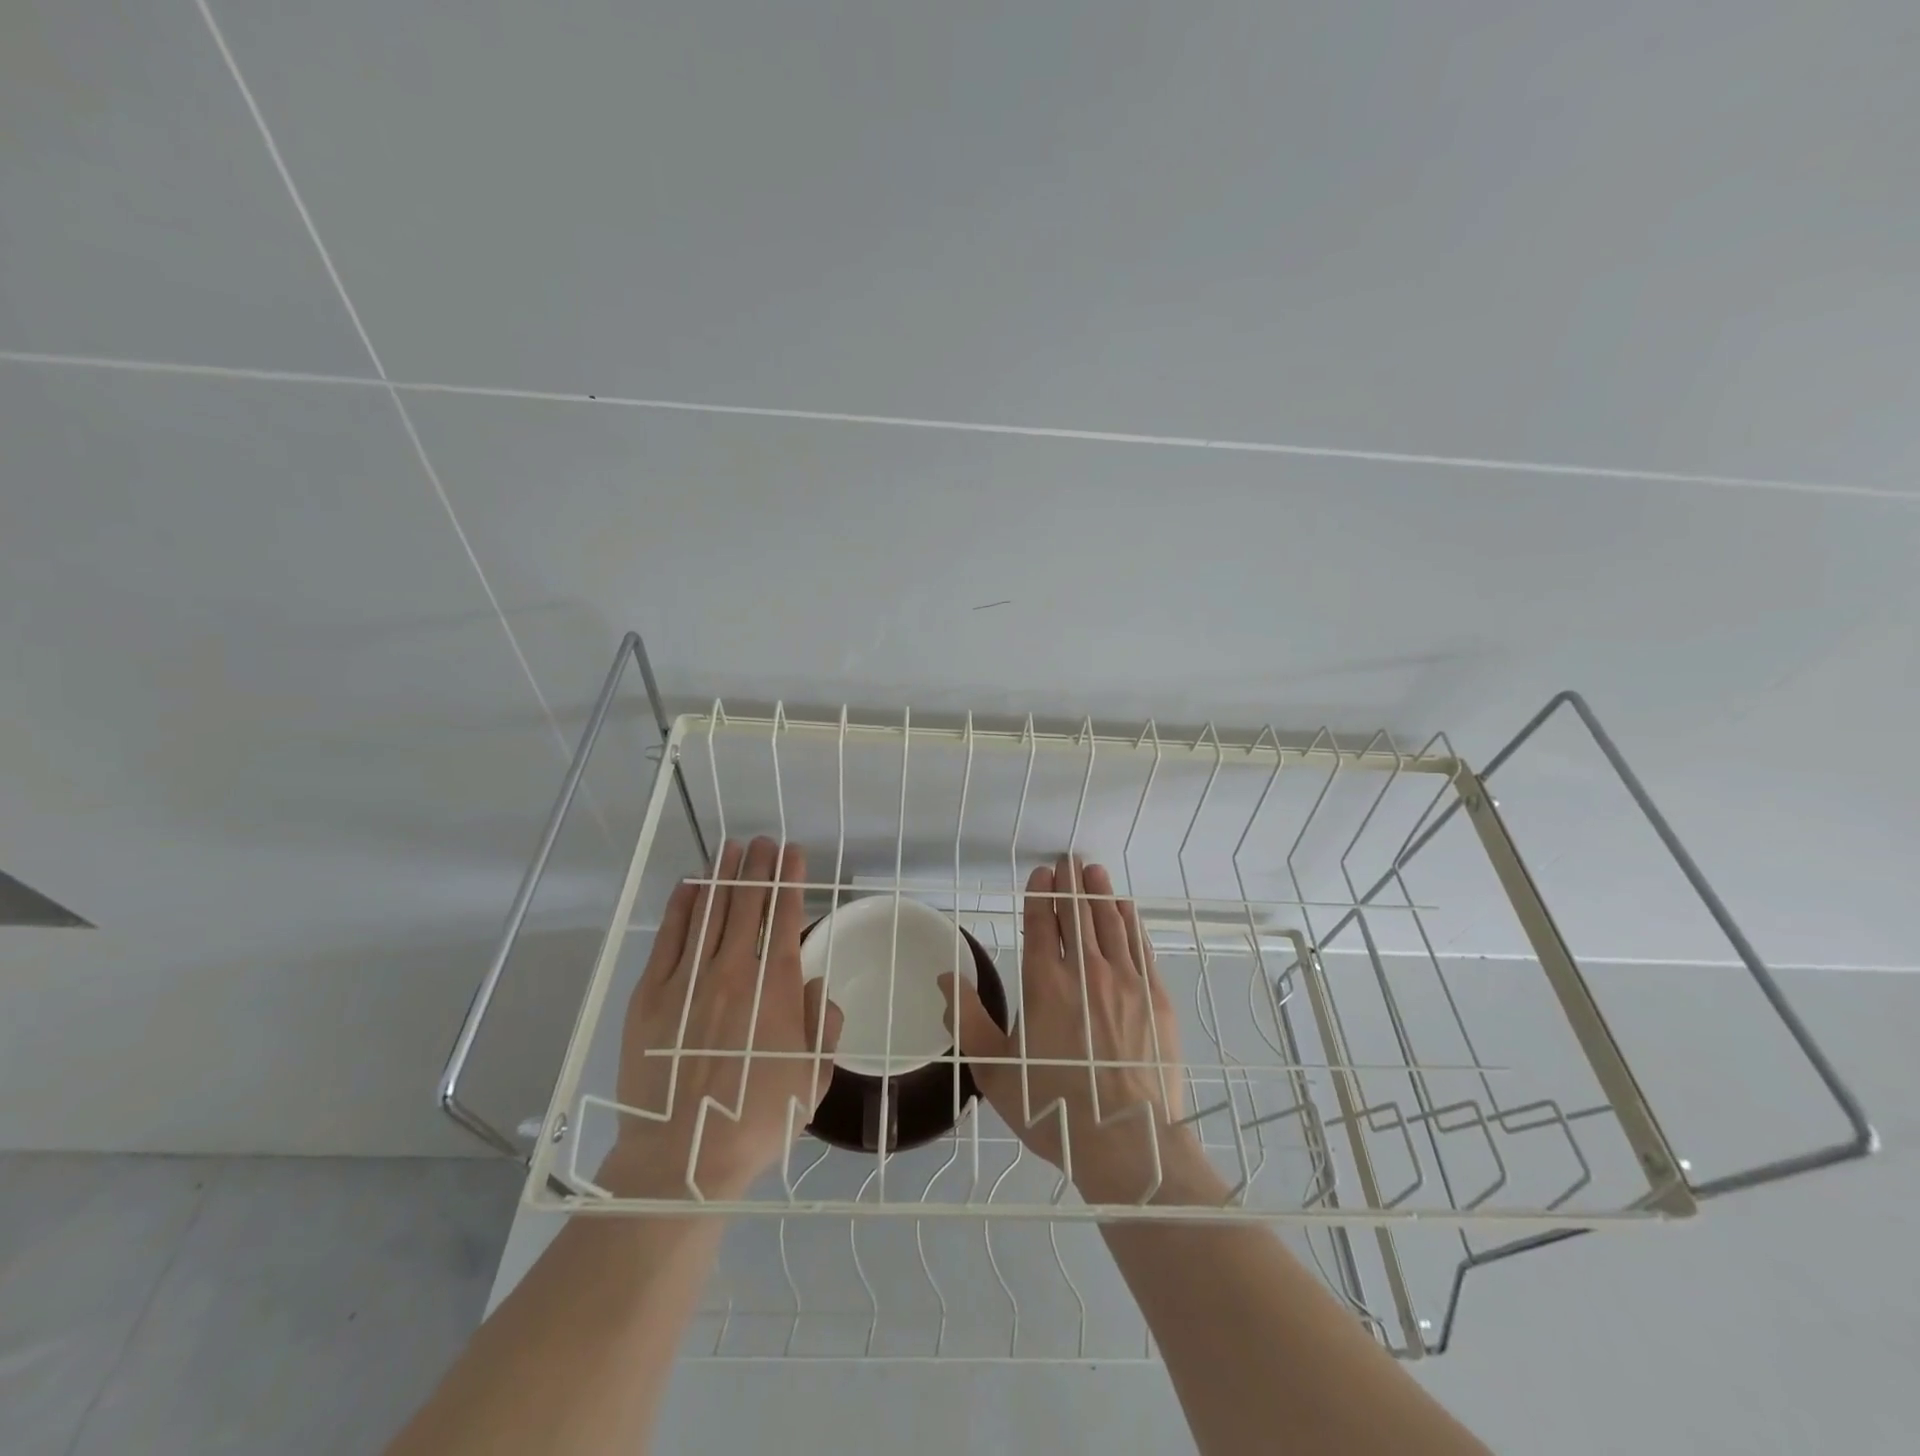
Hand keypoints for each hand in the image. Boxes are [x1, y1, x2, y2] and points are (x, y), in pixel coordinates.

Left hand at [601, 837, 841, 1199]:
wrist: (682, 1157)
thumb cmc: (756, 1120)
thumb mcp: (813, 1080)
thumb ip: (822, 1027)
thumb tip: (816, 990)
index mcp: (775, 988)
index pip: (785, 916)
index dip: (790, 880)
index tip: (793, 853)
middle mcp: (733, 971)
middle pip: (747, 904)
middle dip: (758, 867)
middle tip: (764, 841)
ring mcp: (688, 980)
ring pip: (709, 911)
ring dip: (723, 876)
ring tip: (731, 848)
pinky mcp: (650, 995)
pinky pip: (668, 938)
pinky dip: (681, 907)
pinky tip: (689, 886)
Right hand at [942, 854, 1205, 1204]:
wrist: (1126, 1140)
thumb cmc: (1052, 1107)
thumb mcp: (994, 1071)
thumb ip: (967, 1020)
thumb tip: (945, 977)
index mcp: (1044, 984)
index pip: (1042, 924)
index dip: (1041, 895)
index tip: (1042, 874)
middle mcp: (1086, 971)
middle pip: (1077, 914)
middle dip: (1071, 883)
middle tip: (1069, 859)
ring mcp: (1126, 981)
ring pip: (1110, 923)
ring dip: (1100, 893)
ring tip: (1095, 871)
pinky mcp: (1155, 997)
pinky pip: (1140, 946)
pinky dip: (1131, 922)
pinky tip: (1126, 909)